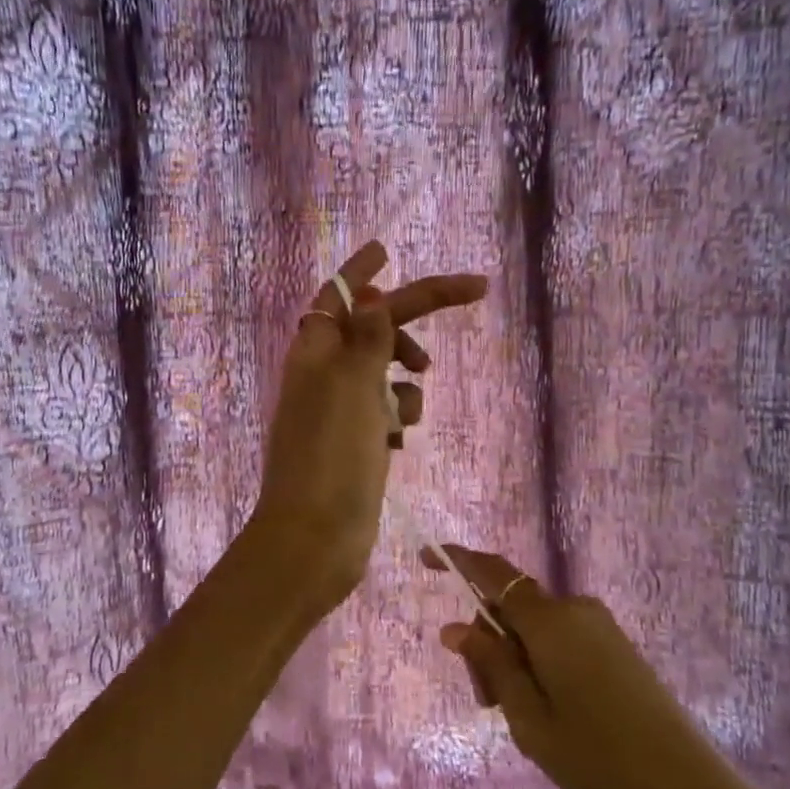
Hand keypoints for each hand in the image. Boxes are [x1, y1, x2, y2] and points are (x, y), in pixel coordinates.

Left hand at [252, 241, 487, 612]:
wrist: (316, 540)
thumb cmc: (332, 457)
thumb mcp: (353, 387)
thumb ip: (367, 338)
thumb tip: (369, 293)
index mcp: (315, 352)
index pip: (341, 295)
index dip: (363, 270)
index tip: (388, 248)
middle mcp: (324, 374)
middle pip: (375, 327)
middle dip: (413, 316)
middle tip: (474, 291)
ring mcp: (340, 410)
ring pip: (386, 372)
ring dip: (406, 380)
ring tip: (407, 411)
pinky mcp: (356, 442)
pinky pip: (387, 411)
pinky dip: (399, 415)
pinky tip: (398, 441)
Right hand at [427, 545, 694, 788]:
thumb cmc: (599, 760)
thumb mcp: (530, 720)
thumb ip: (492, 665)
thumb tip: (454, 628)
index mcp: (550, 621)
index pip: (493, 574)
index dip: (456, 560)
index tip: (425, 556)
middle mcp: (576, 610)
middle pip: (512, 608)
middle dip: (487, 643)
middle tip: (486, 703)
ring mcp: (601, 627)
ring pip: (535, 628)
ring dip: (514, 659)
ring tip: (522, 720)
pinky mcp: (617, 647)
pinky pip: (561, 639)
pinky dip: (540, 663)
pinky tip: (551, 712)